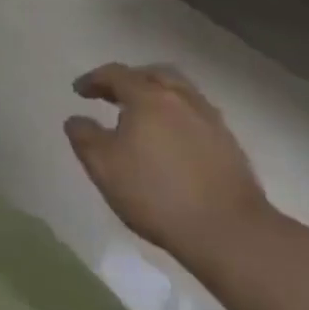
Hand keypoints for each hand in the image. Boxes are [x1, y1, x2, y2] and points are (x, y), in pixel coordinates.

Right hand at [64, 62, 272, 263]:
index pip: (116, 74)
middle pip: (154, 75)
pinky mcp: (231, 148)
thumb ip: (84, 137)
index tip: (79, 91)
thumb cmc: (157, 194)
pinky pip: (198, 118)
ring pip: (181, 94)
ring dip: (159, 97)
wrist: (231, 235)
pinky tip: (173, 142)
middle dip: (131, 80)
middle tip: (115, 94)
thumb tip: (77, 120)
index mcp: (148, 97)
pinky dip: (179, 119)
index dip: (94, 79)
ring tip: (145, 117)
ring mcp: (211, 123)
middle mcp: (182, 100)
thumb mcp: (103, 166)